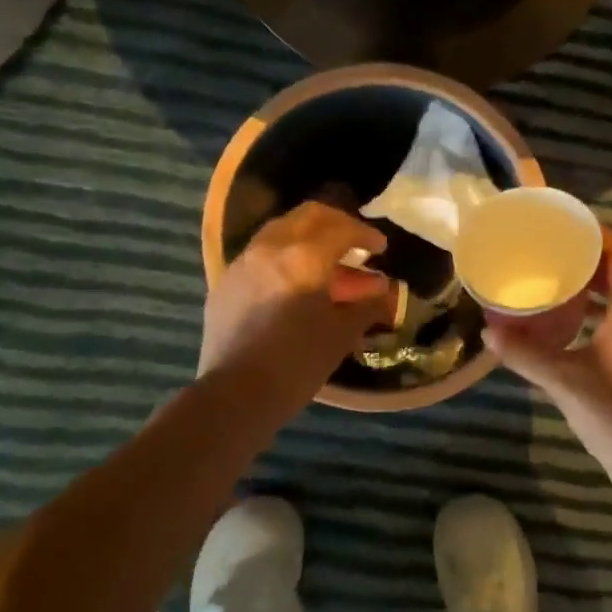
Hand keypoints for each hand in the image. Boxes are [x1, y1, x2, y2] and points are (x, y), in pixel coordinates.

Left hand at [200, 202, 395, 423]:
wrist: (236, 395)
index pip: (342, 229)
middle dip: (336, 223)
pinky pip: (261, 254)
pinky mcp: (226, 282)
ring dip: (308, 238)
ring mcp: (243, 263)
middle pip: (308, 216)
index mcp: (304, 257)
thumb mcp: (341, 334)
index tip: (381, 247)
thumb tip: (385, 291)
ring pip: (281, 231)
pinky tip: (294, 282)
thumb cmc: (297, 364)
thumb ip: (367, 305)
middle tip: (355, 241)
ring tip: (327, 262)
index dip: (366, 235)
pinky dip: (284, 256)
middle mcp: (271, 248)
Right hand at [485, 229, 611, 477]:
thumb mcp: (565, 382)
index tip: (562, 227)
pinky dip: (604, 312)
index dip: (596, 233)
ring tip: (555, 285)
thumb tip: (487, 332)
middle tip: (548, 255)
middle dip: (587, 260)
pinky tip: (574, 327)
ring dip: (595, 288)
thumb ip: (526, 355)